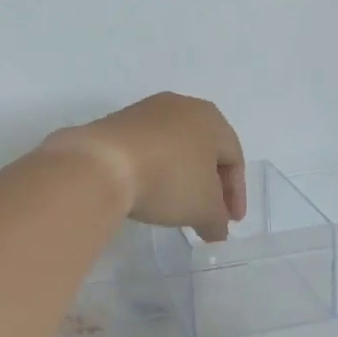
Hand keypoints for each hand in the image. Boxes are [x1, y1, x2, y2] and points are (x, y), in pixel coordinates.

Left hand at [42, 93, 245, 241]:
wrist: (101, 165)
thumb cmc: (168, 179)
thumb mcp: (203, 208)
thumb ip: (217, 220)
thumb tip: (217, 230)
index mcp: (210, 117)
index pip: (234, 158)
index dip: (236, 194)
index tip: (230, 222)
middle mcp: (181, 106)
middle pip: (205, 150)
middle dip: (209, 186)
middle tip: (207, 215)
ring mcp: (146, 112)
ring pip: (175, 148)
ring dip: (181, 178)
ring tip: (177, 207)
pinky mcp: (117, 123)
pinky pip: (147, 149)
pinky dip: (155, 171)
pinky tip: (148, 192)